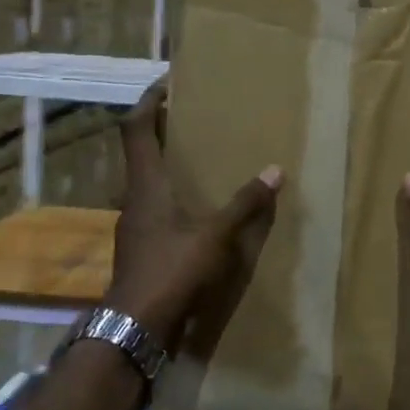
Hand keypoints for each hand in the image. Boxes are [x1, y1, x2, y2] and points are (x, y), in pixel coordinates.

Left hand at [105, 81, 282, 351]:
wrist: (136, 326)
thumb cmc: (172, 270)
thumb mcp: (215, 236)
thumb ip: (244, 204)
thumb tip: (275, 171)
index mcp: (146, 184)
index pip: (137, 129)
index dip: (148, 101)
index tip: (165, 82)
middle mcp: (134, 198)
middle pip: (140, 152)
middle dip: (161, 129)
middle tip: (189, 116)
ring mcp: (135, 225)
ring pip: (147, 181)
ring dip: (166, 163)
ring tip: (197, 158)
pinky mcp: (141, 248)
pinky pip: (155, 207)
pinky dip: (172, 194)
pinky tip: (195, 207)